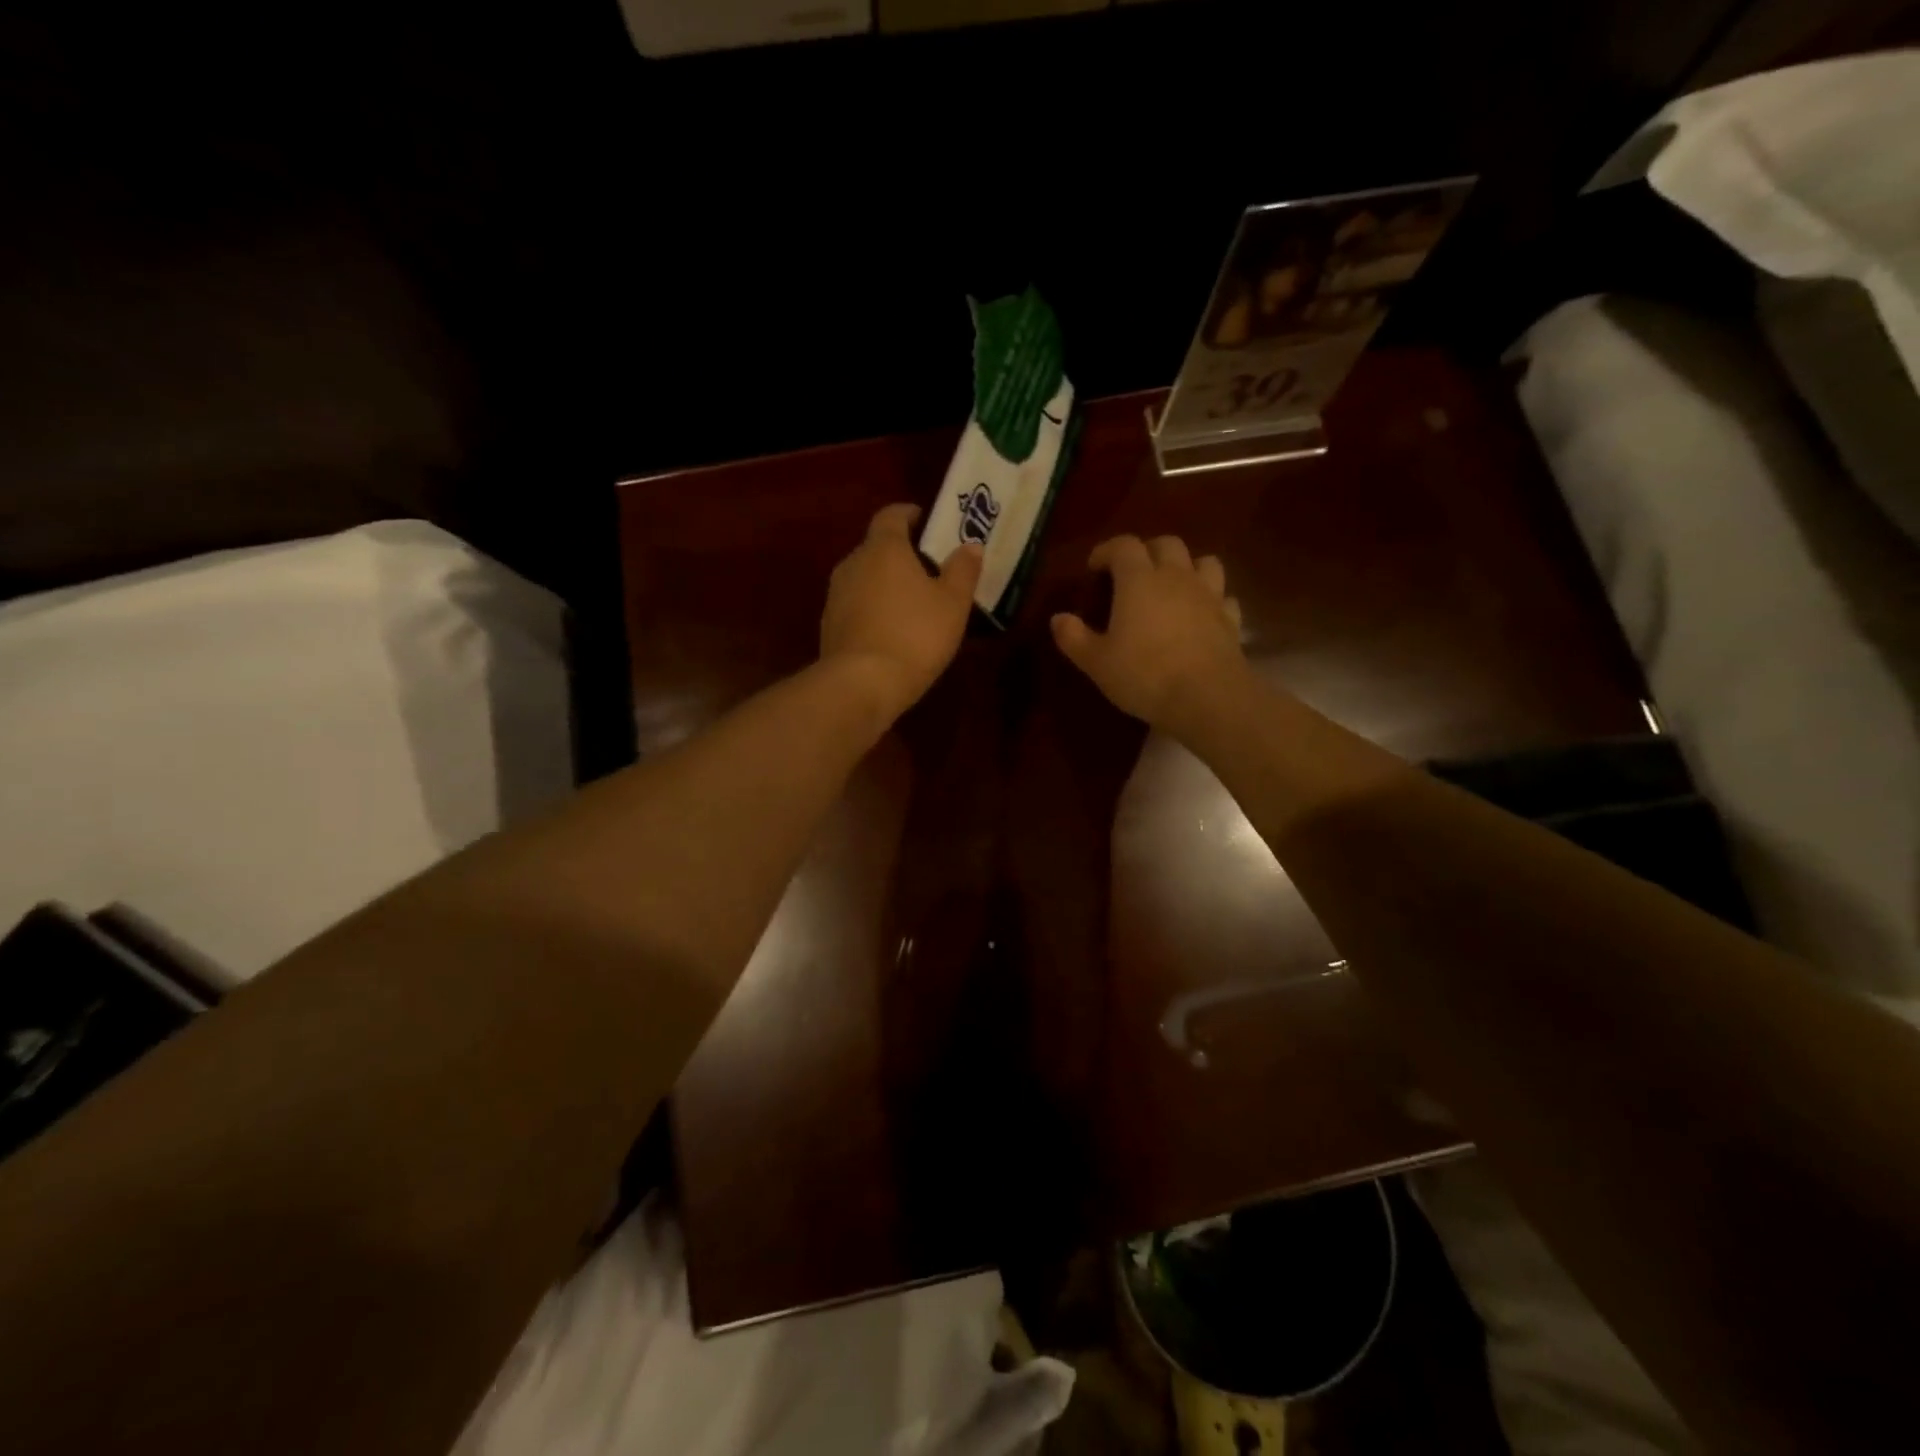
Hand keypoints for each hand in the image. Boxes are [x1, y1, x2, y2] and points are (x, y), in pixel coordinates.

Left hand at [821, 503, 982, 720]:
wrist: (862, 684)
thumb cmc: (915, 635)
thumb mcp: (953, 603)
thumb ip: (963, 570)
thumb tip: (970, 545)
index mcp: (883, 548)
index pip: (891, 515)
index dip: (910, 514)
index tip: (926, 522)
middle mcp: (853, 563)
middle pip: (876, 547)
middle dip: (900, 554)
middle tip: (928, 569)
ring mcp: (836, 596)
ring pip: (864, 578)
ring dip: (885, 584)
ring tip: (912, 604)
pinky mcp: (829, 626)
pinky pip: (856, 606)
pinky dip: (873, 610)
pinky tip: (891, 632)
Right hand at [1050, 535, 1245, 735]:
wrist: (1207, 698)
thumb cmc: (1144, 675)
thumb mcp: (1096, 662)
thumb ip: (1073, 637)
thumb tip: (1058, 619)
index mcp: (1139, 580)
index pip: (1123, 546)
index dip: (1106, 551)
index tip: (1094, 568)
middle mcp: (1176, 577)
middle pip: (1166, 544)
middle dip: (1147, 552)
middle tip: (1132, 574)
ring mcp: (1209, 596)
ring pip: (1203, 562)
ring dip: (1186, 567)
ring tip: (1172, 587)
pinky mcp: (1231, 620)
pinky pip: (1223, 597)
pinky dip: (1210, 599)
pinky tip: (1201, 615)